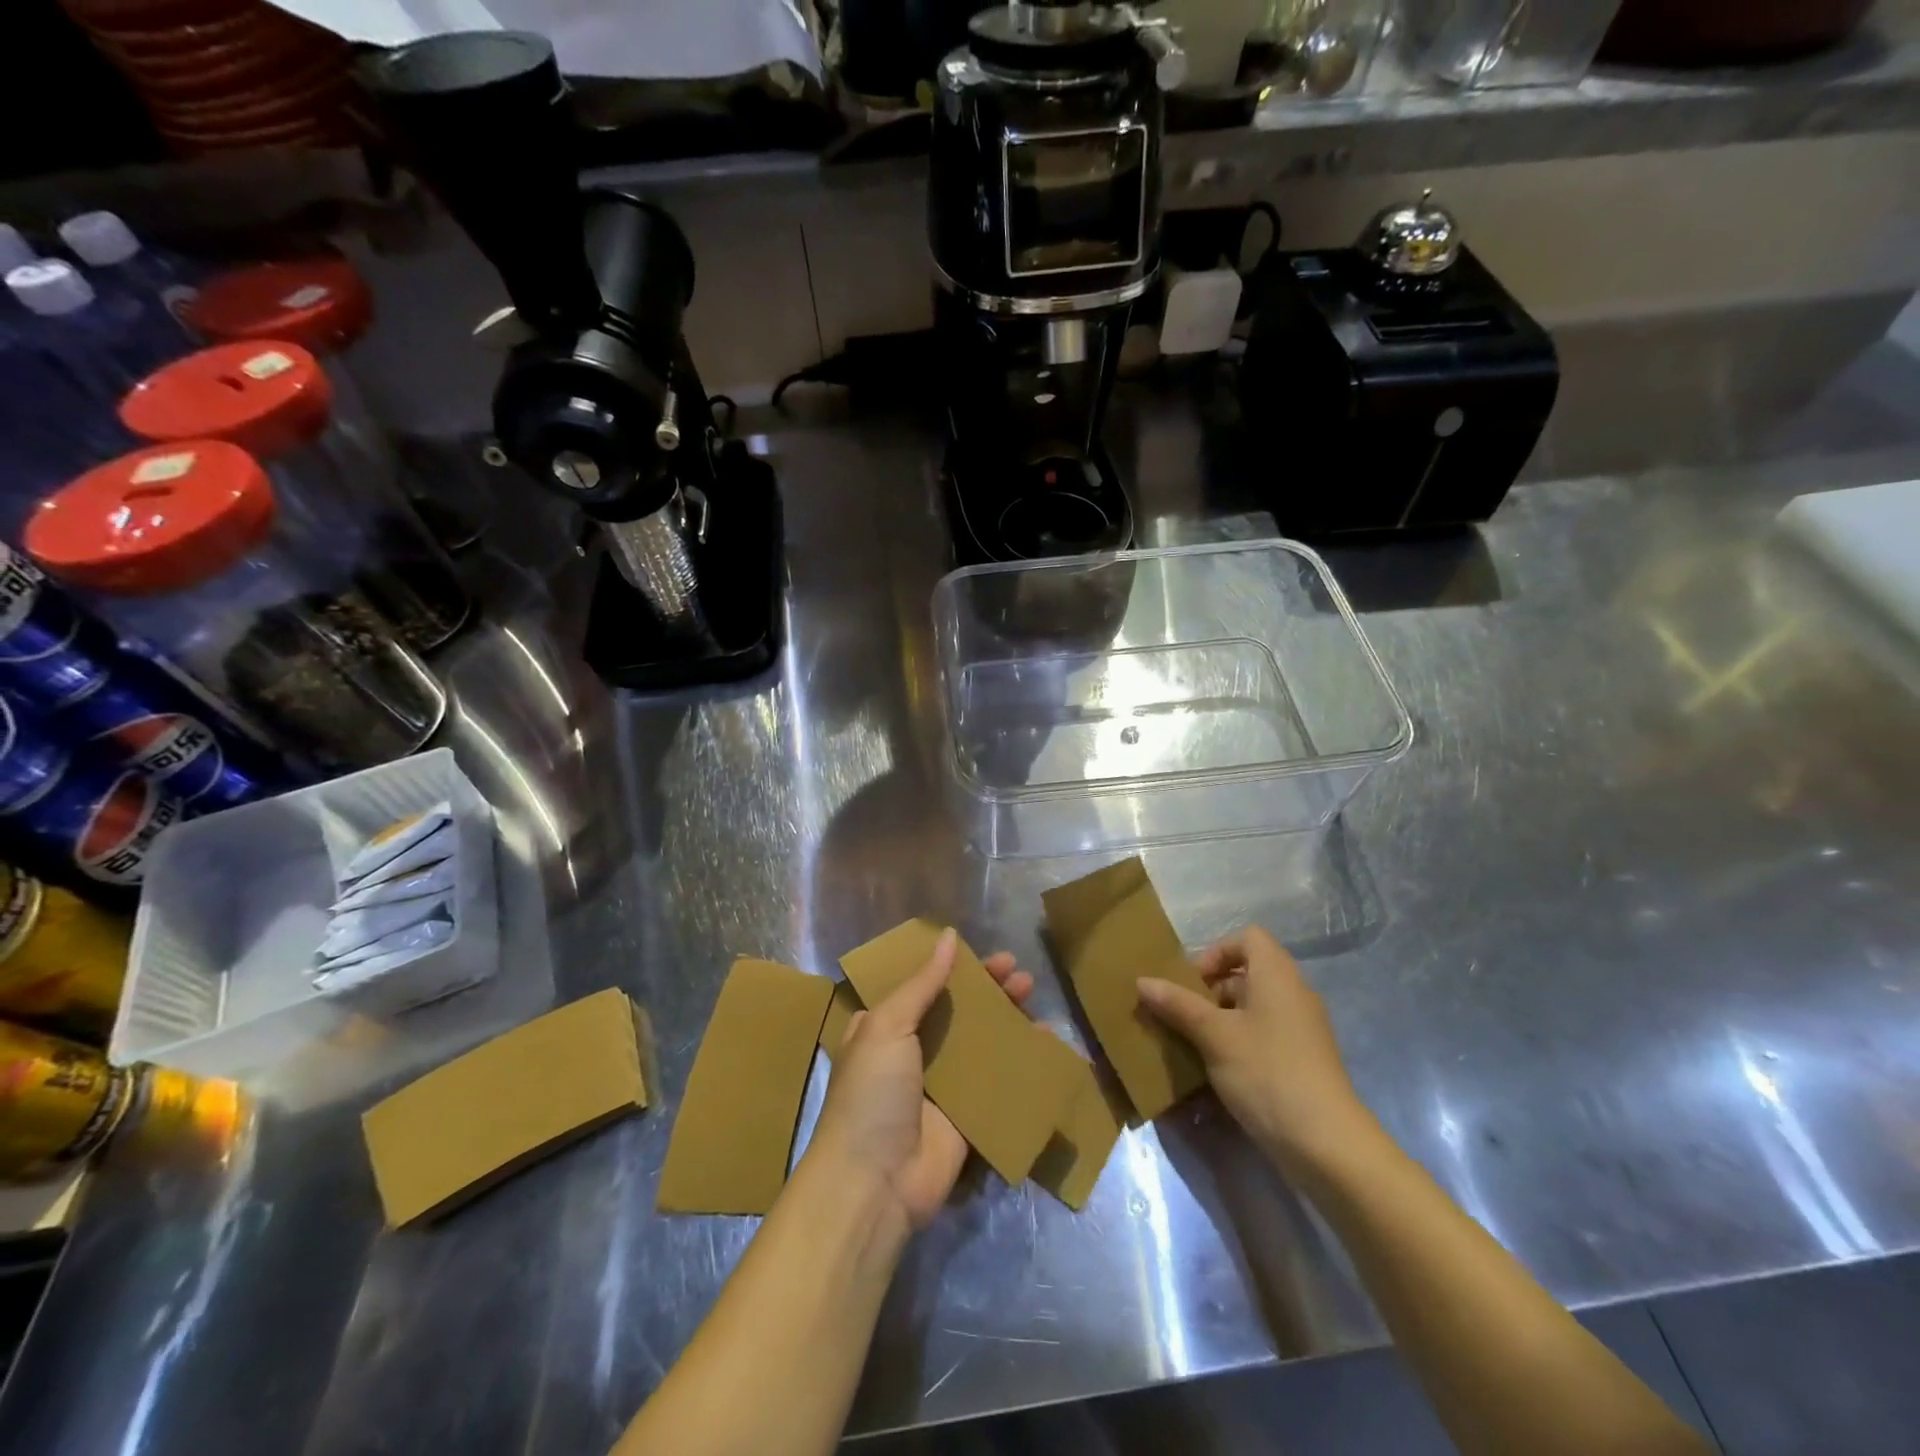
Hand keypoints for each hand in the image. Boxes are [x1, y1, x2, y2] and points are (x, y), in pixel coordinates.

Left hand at [807, 928, 1033, 1230]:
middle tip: (1019, 974)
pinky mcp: (968, 1116)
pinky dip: (1022, 1060)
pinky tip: (1046, 1041)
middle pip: (958, 1010)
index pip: (924, 986)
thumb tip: (949, 936)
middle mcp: (913, 1052)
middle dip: (989, 990)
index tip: (986, 956)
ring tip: (1032, 995)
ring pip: (981, 1042)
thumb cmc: (872, 1093)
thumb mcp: (887, 1026)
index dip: (955, 968)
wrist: (875, 1182)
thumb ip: (922, 983)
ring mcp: (942, 1086)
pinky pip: (998, 1080)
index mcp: (886, 1028)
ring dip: (1007, 1017)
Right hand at [1136, 926, 1372, 1180]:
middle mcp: (1293, 994)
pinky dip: (1238, 1044)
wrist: (1327, 1146)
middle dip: (1210, 991)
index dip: (1216, 952)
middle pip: (1246, 974)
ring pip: (1252, 1008)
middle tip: (1182, 1017)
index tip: (1192, 983)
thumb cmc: (1267, 1073)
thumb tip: (1142, 980)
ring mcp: (1301, 1030)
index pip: (1248, 938)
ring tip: (1191, 1046)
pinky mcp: (1302, 1062)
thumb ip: (1177, 1005)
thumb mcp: (1214, 1036)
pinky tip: (1216, 1072)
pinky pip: (1263, 1036)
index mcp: (1277, 976)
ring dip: (1219, 1021)